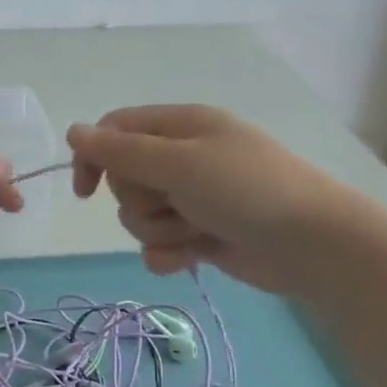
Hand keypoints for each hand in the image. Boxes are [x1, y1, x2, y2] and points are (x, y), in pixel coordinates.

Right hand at [67, 104, 363, 294]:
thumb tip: (73, 131)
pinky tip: (193, 259)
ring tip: (197, 232)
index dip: (95, 157)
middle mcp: (183, 158)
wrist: (313, 245)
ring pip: (139, 216)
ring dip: (160, 230)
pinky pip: (160, 245)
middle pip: (124, 179)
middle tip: (176, 203)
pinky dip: (171, 254)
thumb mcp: (179, 163)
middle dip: (141, 200)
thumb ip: (121, 151)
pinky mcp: (201, 234)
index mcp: (180, 126)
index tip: (86, 191)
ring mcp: (193, 198)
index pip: (115, 131)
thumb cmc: (246, 190)